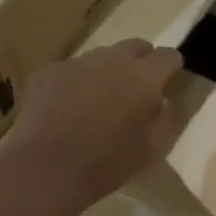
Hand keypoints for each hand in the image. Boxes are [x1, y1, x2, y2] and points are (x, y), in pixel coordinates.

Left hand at [0, 39, 180, 215]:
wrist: (45, 169)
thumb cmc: (104, 164)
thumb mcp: (149, 150)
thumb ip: (162, 119)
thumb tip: (161, 101)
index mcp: (143, 77)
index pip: (167, 56)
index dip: (171, 66)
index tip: (169, 79)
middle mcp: (114, 59)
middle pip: (135, 45)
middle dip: (140, 61)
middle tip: (134, 88)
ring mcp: (79, 61)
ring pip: (101, 56)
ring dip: (106, 71)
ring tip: (96, 101)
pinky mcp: (50, 70)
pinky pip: (71, 69)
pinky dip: (74, 83)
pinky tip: (65, 108)